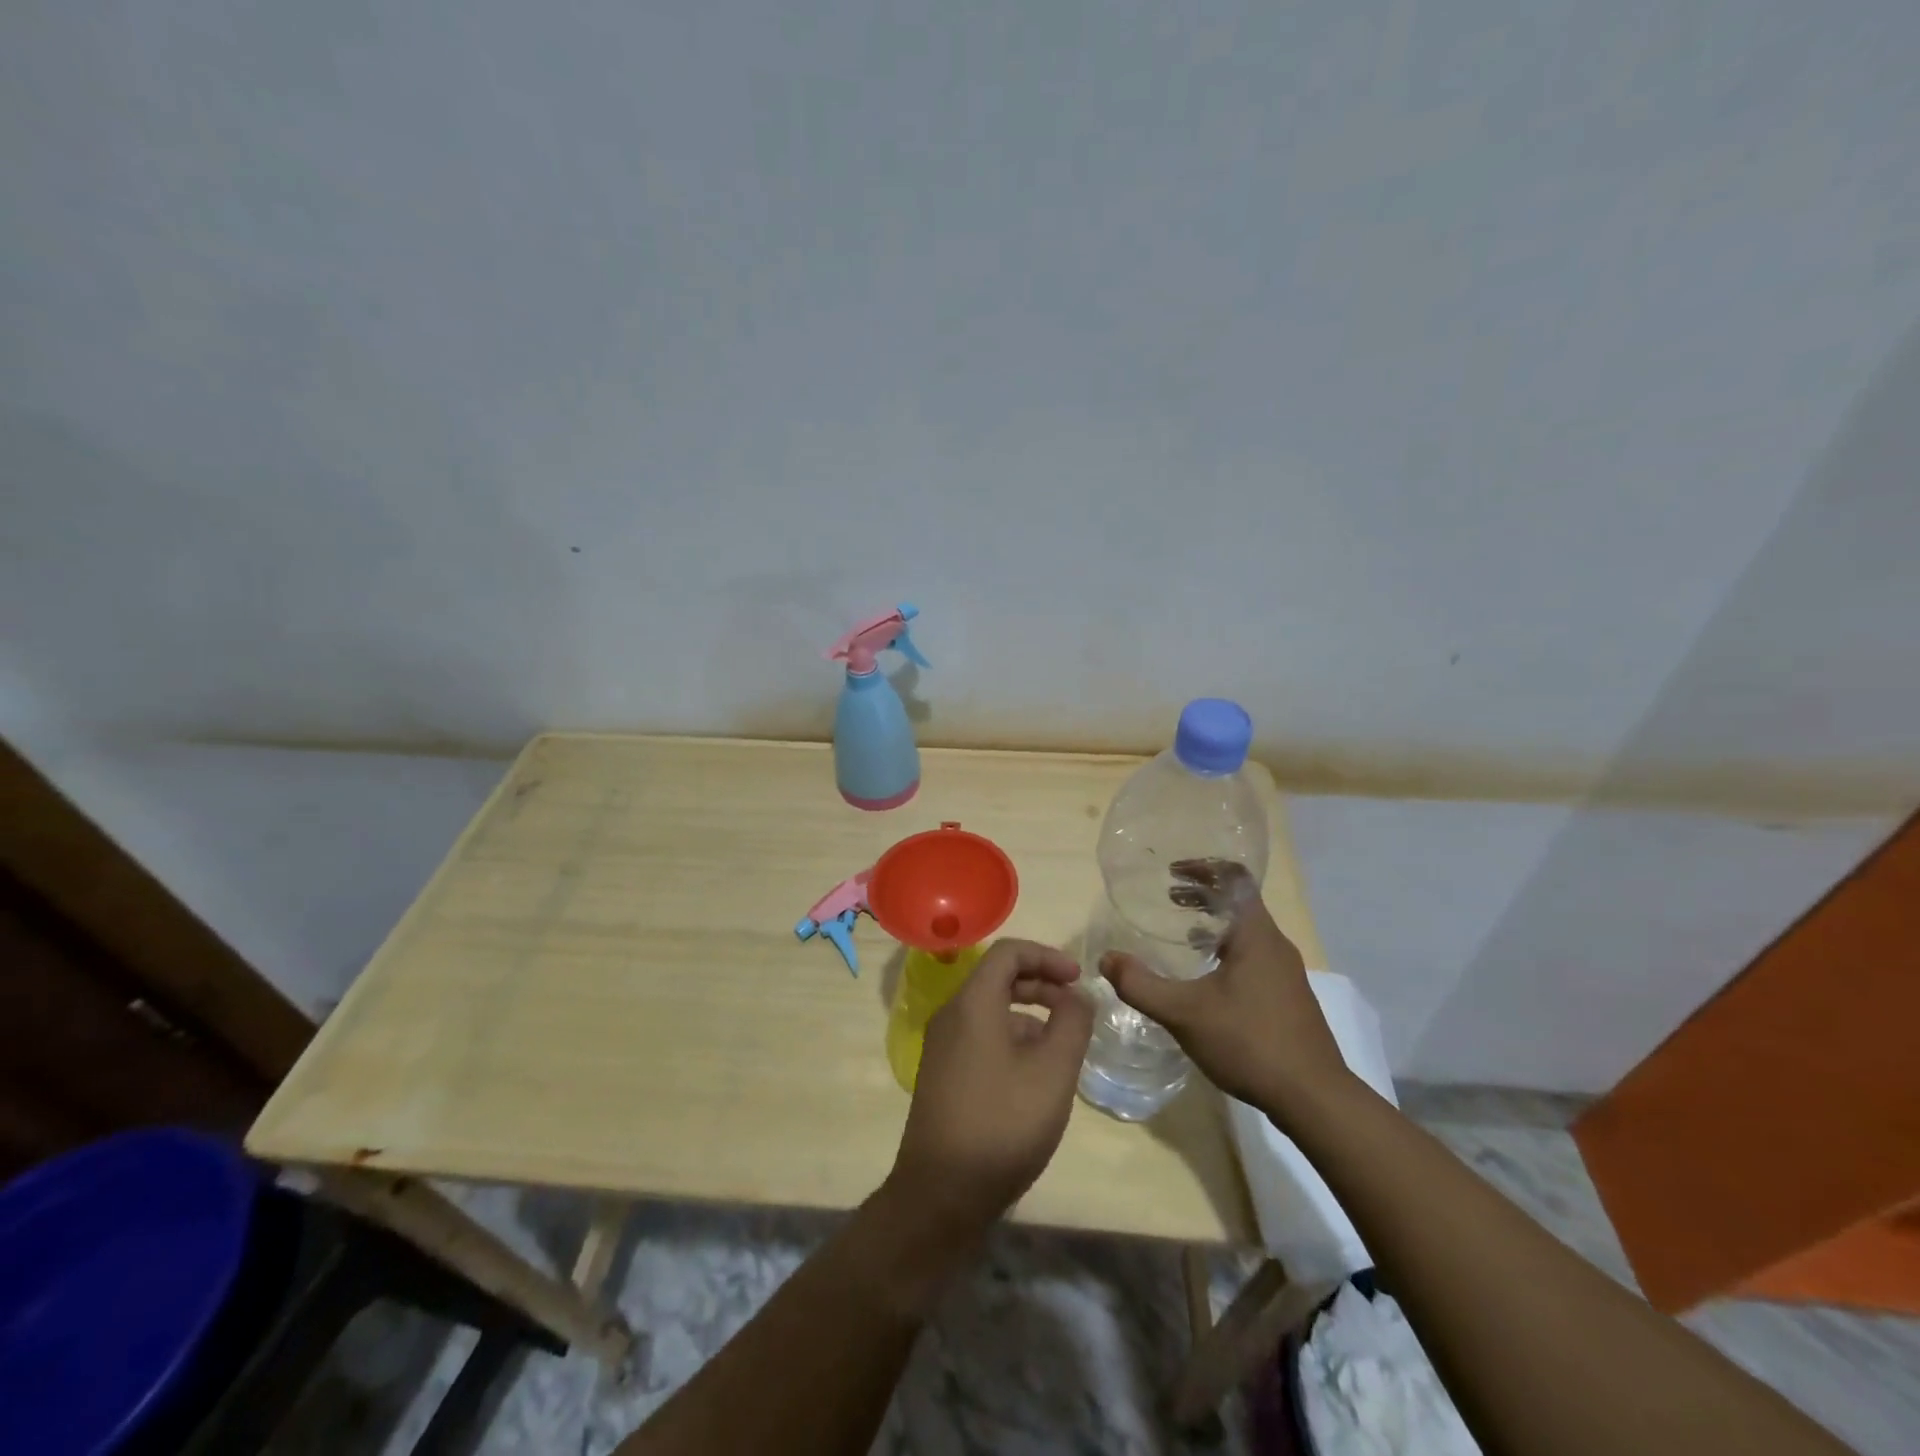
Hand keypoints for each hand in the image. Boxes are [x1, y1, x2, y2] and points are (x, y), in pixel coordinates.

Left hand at [887, 939, 1093, 1240]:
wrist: (941, 1194)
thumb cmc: (1002, 1124)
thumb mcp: (1052, 1071)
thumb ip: (1072, 1023)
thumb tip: (1077, 996)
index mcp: (972, 1002)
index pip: (1008, 952)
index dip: (1047, 956)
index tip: (1079, 979)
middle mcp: (951, 1014)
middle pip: (998, 978)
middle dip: (1041, 984)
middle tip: (1076, 1007)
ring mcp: (942, 1046)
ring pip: (990, 1010)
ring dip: (1029, 1015)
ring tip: (1063, 1047)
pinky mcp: (943, 1073)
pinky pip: (981, 1036)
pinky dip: (1012, 1038)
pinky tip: (1035, 1075)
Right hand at [1099, 860, 1350, 1123]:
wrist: (1314, 1099)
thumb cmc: (1249, 1042)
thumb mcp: (1184, 1013)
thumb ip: (1141, 985)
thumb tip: (1106, 959)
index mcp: (1256, 935)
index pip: (1234, 879)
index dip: (1203, 868)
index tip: (1172, 872)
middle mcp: (1275, 945)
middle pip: (1239, 902)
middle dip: (1203, 895)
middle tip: (1168, 897)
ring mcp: (1285, 973)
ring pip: (1246, 931)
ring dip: (1214, 923)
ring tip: (1182, 932)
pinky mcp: (1287, 997)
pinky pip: (1252, 954)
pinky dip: (1225, 948)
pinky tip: (1205, 977)